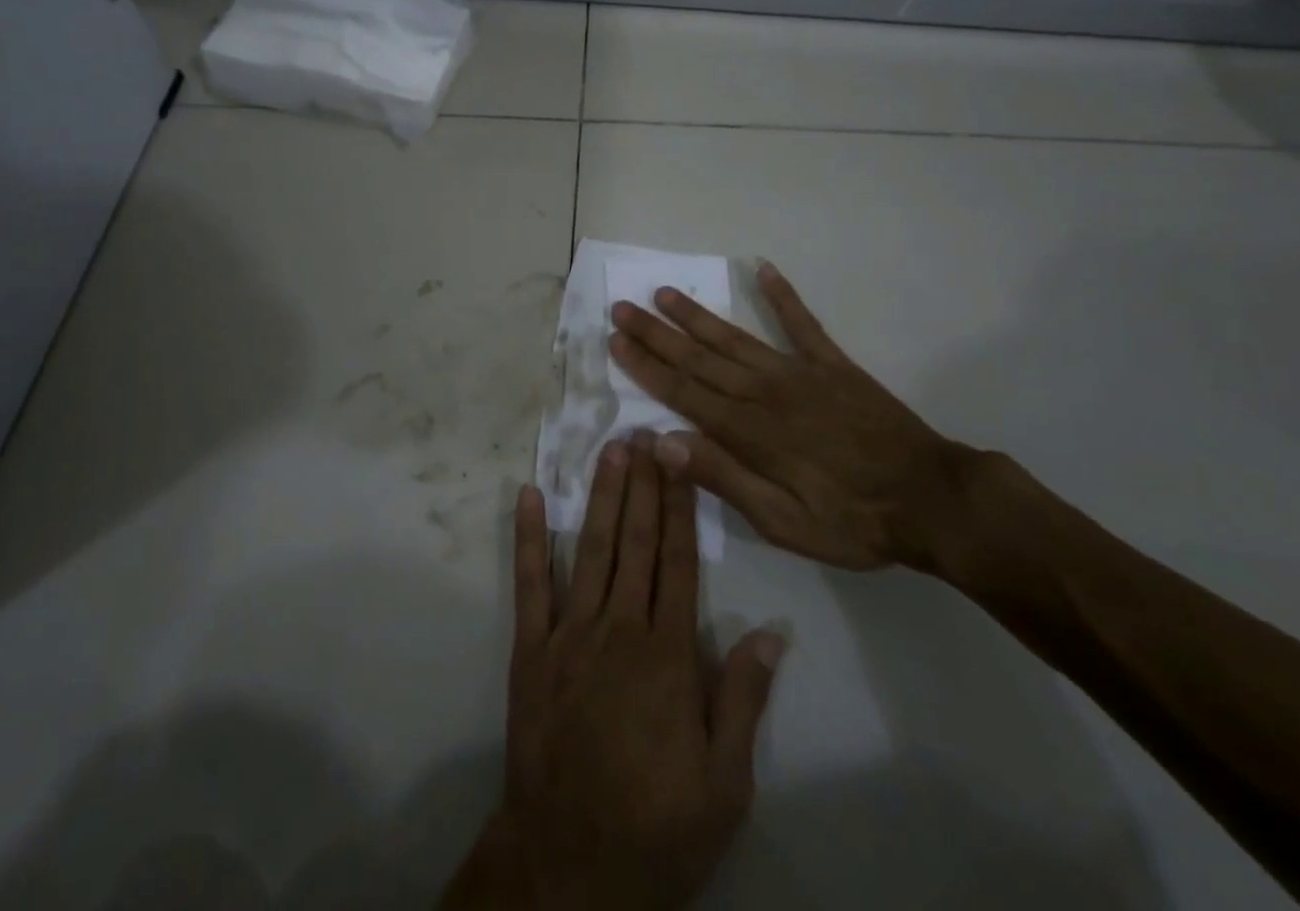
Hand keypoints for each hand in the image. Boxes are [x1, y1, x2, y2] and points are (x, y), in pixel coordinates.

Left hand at [445, 438, 783, 909]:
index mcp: (668, 655)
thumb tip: (771, 634)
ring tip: (609, 450)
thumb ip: (742, 701)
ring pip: (590, 549)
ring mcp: (570, 634)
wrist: (569, 866)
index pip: (679, 562)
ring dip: (600, 496)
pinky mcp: (531, 649)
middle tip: (646, 433)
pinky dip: (528, 537)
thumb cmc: (656, 827)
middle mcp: (619, 629)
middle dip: (644, 485)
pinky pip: (531, 584)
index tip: (679, 460)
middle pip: (636, 543)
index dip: (680, 507)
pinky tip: (528, 496)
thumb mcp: (724, 786)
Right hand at [607, 262, 978, 572]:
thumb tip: (662, 442)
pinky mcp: (832, 365)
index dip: (646, 366)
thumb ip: (722, 478)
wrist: (932, 501)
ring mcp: (799, 372)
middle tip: (622, 307)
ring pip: (734, 338)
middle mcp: (765, 391)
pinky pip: (802, 323)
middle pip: (698, 358)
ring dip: (696, 315)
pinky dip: (782, 296)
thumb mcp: (782, 522)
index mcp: (749, 431)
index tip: (615, 340)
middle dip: (656, 333)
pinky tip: (763, 269)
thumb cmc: (852, 521)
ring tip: (664, 292)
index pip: (683, 392)